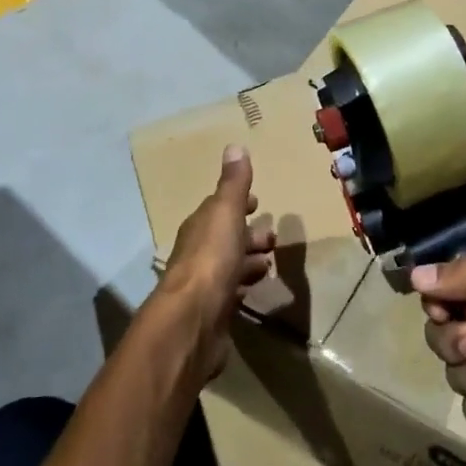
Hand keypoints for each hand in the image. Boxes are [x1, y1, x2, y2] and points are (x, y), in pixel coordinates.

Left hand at [155, 144, 275, 378]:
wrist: (193, 319)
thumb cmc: (211, 259)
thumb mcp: (225, 213)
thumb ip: (233, 183)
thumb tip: (234, 146)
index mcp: (200, 226)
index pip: (218, 209)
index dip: (238, 204)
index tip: (256, 202)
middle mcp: (197, 253)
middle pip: (225, 238)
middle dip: (248, 234)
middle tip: (273, 238)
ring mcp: (203, 284)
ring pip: (229, 266)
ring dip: (248, 261)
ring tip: (270, 263)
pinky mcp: (212, 312)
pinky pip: (230, 293)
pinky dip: (242, 286)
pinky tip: (253, 290)